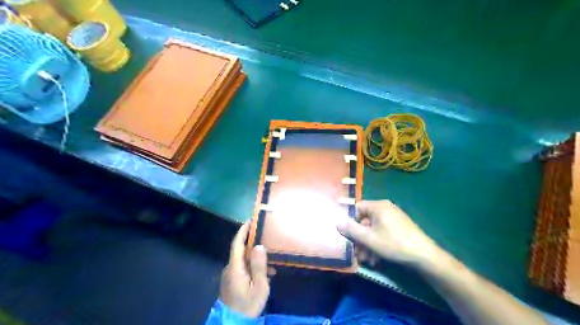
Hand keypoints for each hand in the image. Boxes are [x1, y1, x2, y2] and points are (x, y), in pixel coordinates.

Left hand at [221, 223, 270, 316]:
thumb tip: (259, 245)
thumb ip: (259, 265)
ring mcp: (230, 275)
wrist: (234, 324)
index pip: (237, 244)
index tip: (250, 220)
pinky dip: (253, 267)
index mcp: (235, 267)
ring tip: (271, 262)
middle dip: (253, 243)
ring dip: (255, 258)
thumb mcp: (259, 286)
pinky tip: (266, 274)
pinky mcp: (232, 282)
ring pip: (243, 260)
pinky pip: (243, 268)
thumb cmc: (248, 304)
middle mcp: (230, 268)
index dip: (242, 231)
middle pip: (241, 251)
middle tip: (266, 238)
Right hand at [339, 201, 442, 269]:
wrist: (425, 256)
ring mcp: (394, 217)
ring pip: (373, 229)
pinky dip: (378, 243)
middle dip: (360, 238)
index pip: (357, 208)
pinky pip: (382, 232)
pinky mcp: (400, 226)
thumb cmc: (394, 244)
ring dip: (368, 244)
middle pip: (365, 220)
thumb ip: (351, 229)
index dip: (351, 222)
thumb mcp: (369, 239)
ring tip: (368, 260)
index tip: (350, 236)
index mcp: (378, 206)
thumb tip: (336, 221)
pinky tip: (377, 258)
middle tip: (358, 254)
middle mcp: (386, 208)